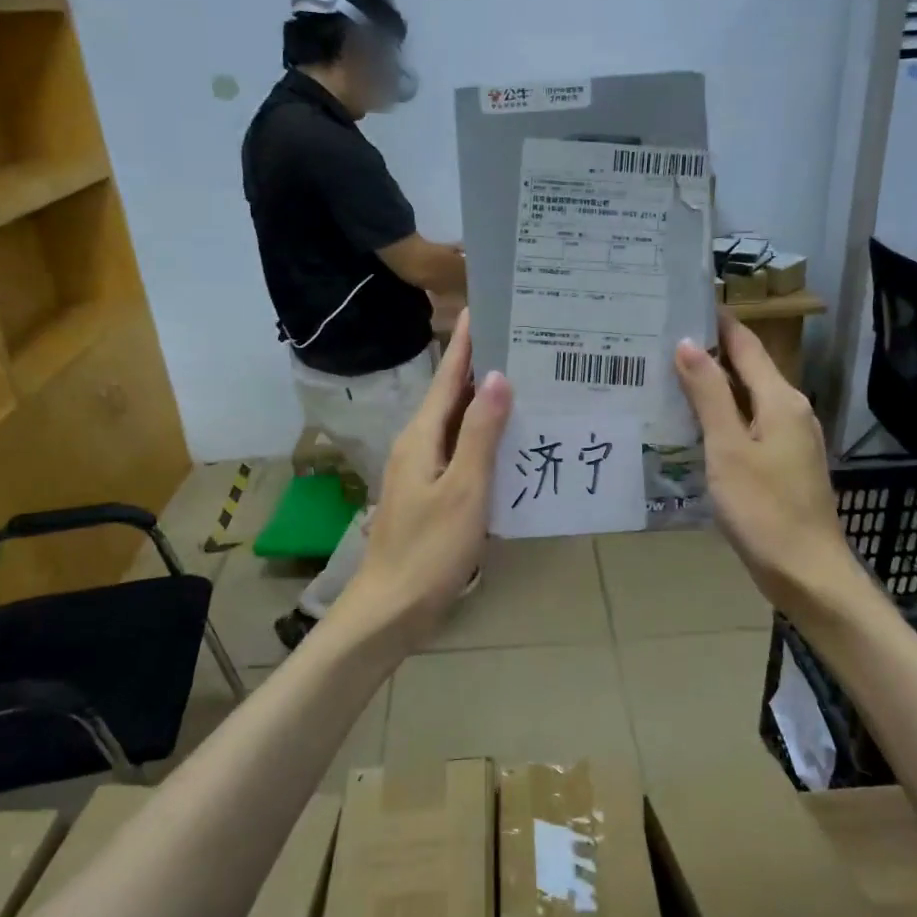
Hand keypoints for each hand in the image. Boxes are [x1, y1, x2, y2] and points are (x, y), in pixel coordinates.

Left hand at [342, 311, 510, 644]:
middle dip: (482, 369)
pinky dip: (484, 438)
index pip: (447, 377)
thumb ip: (480, 434)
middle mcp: (418, 445)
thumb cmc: (429, 549)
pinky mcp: (431, 494)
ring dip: (485, 404)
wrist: (391, 608)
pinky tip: (510, 443)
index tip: (483, 308)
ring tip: (526, 385)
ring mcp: (422, 471)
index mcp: (422, 436)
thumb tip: (496, 377)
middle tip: (523, 346)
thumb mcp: (464, 489)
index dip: (466, 343)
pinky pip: (460, 452)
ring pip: (457, 425)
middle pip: (452, 396)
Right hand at [675, 311, 853, 611]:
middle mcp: (791, 411)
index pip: (746, 345)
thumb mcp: (727, 448)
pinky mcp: (784, 464)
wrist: (806, 572)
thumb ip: (709, 395)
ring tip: (669, 379)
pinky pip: (749, 426)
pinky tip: (694, 426)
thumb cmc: (764, 508)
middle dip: (709, 354)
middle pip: (748, 370)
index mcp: (781, 400)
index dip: (718, 323)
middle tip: (662, 343)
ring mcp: (791, 439)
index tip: (683, 304)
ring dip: (713, 387)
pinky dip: (722, 417)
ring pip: (747, 399)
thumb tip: (688, 344)